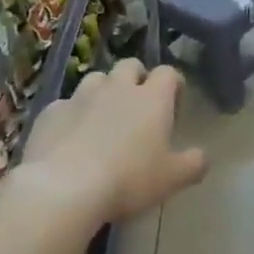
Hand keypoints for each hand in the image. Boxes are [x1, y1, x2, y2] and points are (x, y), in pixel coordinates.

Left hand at [22, 59, 207, 221]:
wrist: (63, 187)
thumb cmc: (128, 179)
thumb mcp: (173, 179)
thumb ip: (194, 164)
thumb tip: (202, 157)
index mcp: (152, 98)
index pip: (168, 72)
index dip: (173, 85)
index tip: (173, 107)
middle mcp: (117, 87)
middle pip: (130, 66)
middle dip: (137, 79)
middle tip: (138, 109)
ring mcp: (80, 96)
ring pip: (96, 79)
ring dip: (104, 92)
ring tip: (104, 120)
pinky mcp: (51, 111)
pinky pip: (66, 104)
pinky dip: (73, 114)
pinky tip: (71, 138)